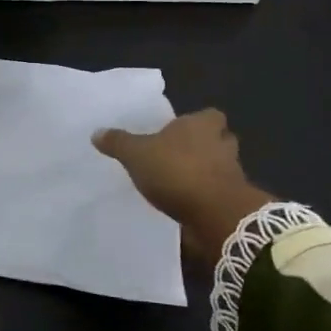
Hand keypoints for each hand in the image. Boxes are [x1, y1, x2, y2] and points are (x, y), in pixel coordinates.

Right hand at [93, 109, 274, 262]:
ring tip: (181, 183)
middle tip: (181, 156)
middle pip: (219, 141)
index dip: (198, 122)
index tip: (181, 132)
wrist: (214, 215)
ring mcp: (232, 174)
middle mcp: (222, 145)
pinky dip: (206, 198)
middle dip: (205, 147)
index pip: (210, 116)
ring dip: (206, 174)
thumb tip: (97, 132)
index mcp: (202, 125)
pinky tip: (187, 205)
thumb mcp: (137, 154)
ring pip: (221, 168)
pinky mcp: (233, 202)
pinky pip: (218, 194)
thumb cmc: (176, 170)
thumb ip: (118, 143)